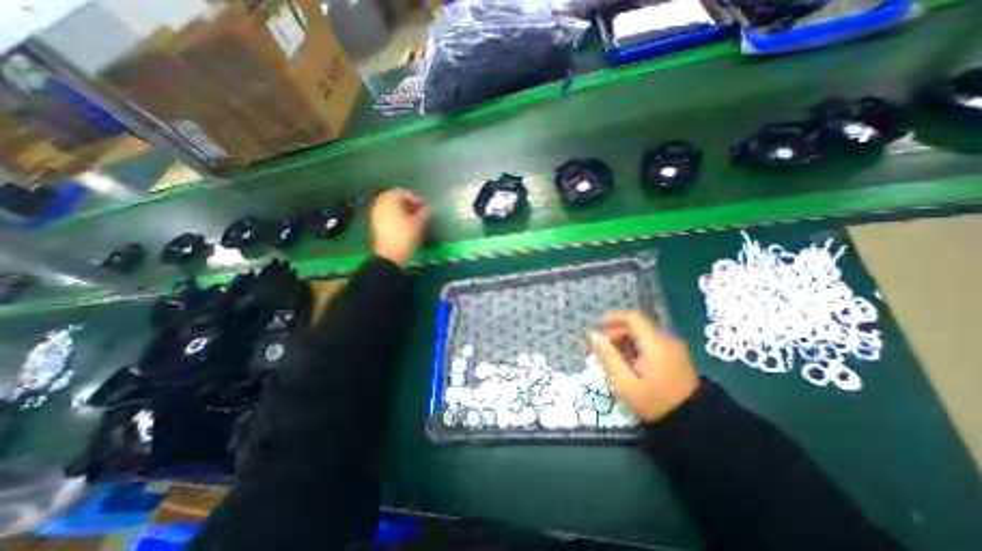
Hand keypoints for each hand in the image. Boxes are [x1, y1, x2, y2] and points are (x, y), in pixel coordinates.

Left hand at [374, 190, 430, 267]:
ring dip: (403, 208)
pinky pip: (388, 213)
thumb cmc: (405, 236)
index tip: (426, 204)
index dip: (417, 197)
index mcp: (389, 201)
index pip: (404, 193)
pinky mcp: (377, 224)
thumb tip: (430, 208)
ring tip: (415, 214)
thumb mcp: (418, 223)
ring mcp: (376, 214)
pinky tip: (407, 221)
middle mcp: (380, 204)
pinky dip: (397, 214)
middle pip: (396, 198)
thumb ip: (425, 213)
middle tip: (420, 207)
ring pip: (391, 206)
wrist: (390, 256)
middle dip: (409, 201)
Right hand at [590, 309, 698, 420]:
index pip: (633, 317)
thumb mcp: (625, 383)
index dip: (613, 318)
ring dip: (624, 341)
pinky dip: (636, 348)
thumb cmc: (654, 403)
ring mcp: (674, 349)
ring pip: (643, 335)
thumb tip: (592, 335)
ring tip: (612, 358)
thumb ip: (607, 356)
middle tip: (601, 348)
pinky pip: (651, 344)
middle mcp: (667, 340)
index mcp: (655, 344)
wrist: (693, 425)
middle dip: (616, 333)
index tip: (597, 326)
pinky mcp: (676, 357)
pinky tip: (628, 363)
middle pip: (637, 326)